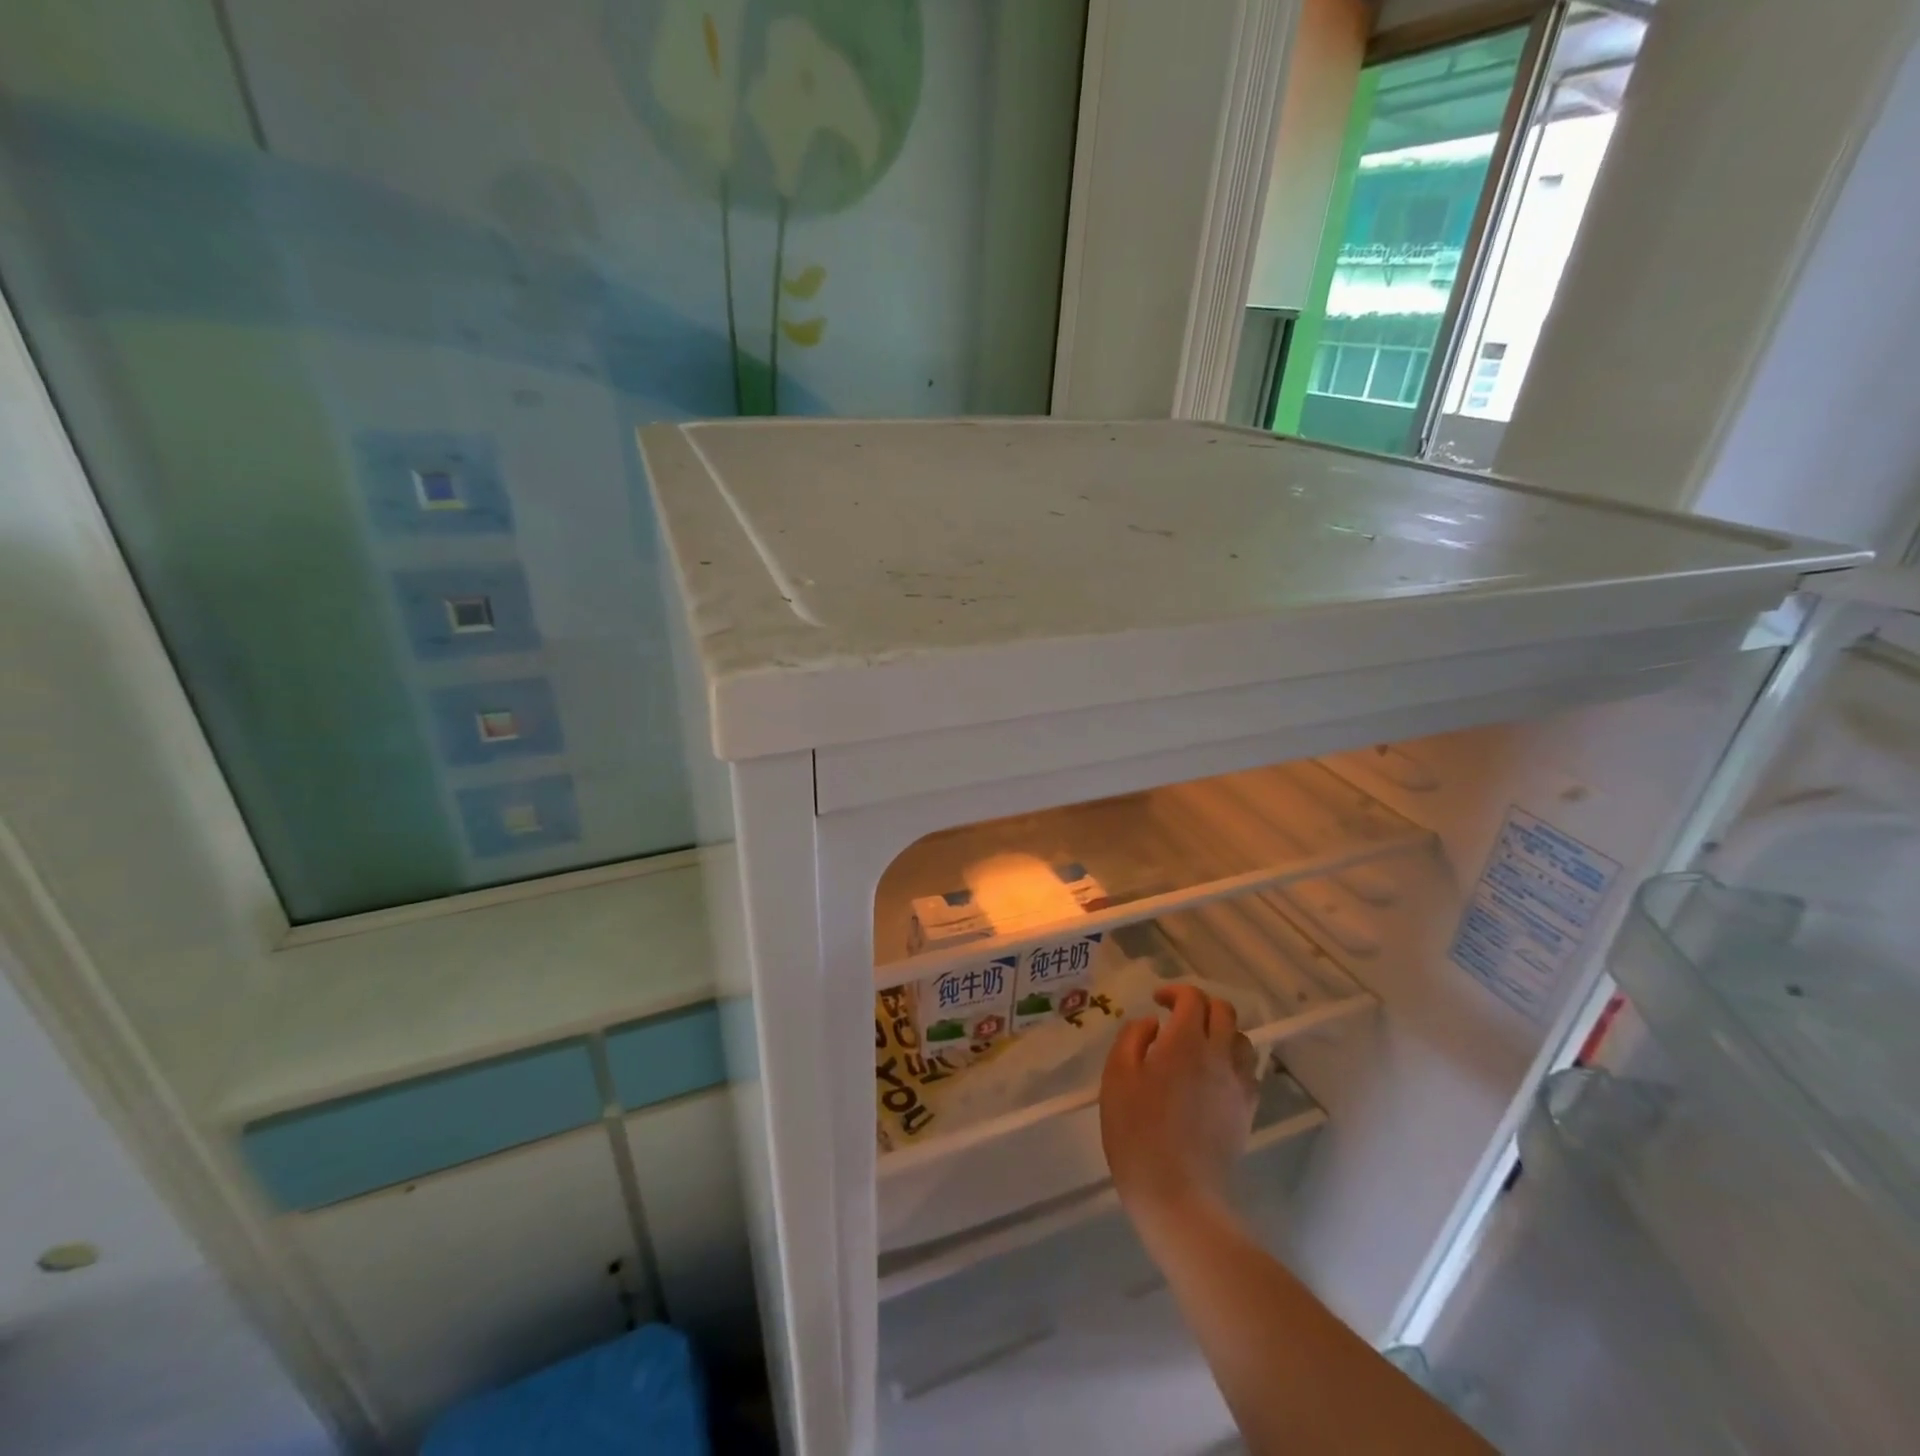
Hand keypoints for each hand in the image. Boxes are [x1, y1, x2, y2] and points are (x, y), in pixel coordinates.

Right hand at [1100, 984, 1258, 1238]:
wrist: (1177, 1193)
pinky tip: (1211, 1077)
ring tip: (1197, 1046)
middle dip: (1200, 1005)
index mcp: (1186, 1042)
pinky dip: (1231, 1061)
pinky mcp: (1247, 1110)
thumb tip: (1151, 1024)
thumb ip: (1132, 1038)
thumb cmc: (1136, 1131)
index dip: (1175, 991)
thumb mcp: (1117, 1077)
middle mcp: (1219, 1055)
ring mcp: (1238, 1084)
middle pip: (1224, 1011)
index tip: (1156, 1001)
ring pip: (1241, 1039)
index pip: (1192, 998)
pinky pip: (1247, 1070)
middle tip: (1176, 1018)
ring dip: (1220, 1032)